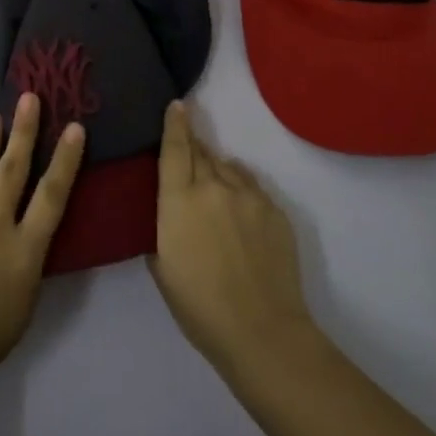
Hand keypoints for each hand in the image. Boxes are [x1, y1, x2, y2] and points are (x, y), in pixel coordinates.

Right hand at [149, 101, 314, 374]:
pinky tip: (238, 205)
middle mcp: (213, 187)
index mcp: (179, 200)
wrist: (262, 331)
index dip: (174, 124)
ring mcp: (248, 196)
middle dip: (193, 146)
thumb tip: (169, 212)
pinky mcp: (274, 210)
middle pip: (200, 153)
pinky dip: (240, 187)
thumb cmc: (199, 307)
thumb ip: (161, 229)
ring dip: (217, 168)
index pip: (174, 149)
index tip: (177, 104)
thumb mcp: (162, 267)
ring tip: (214, 185)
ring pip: (227, 167)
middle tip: (187, 148)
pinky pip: (251, 186)